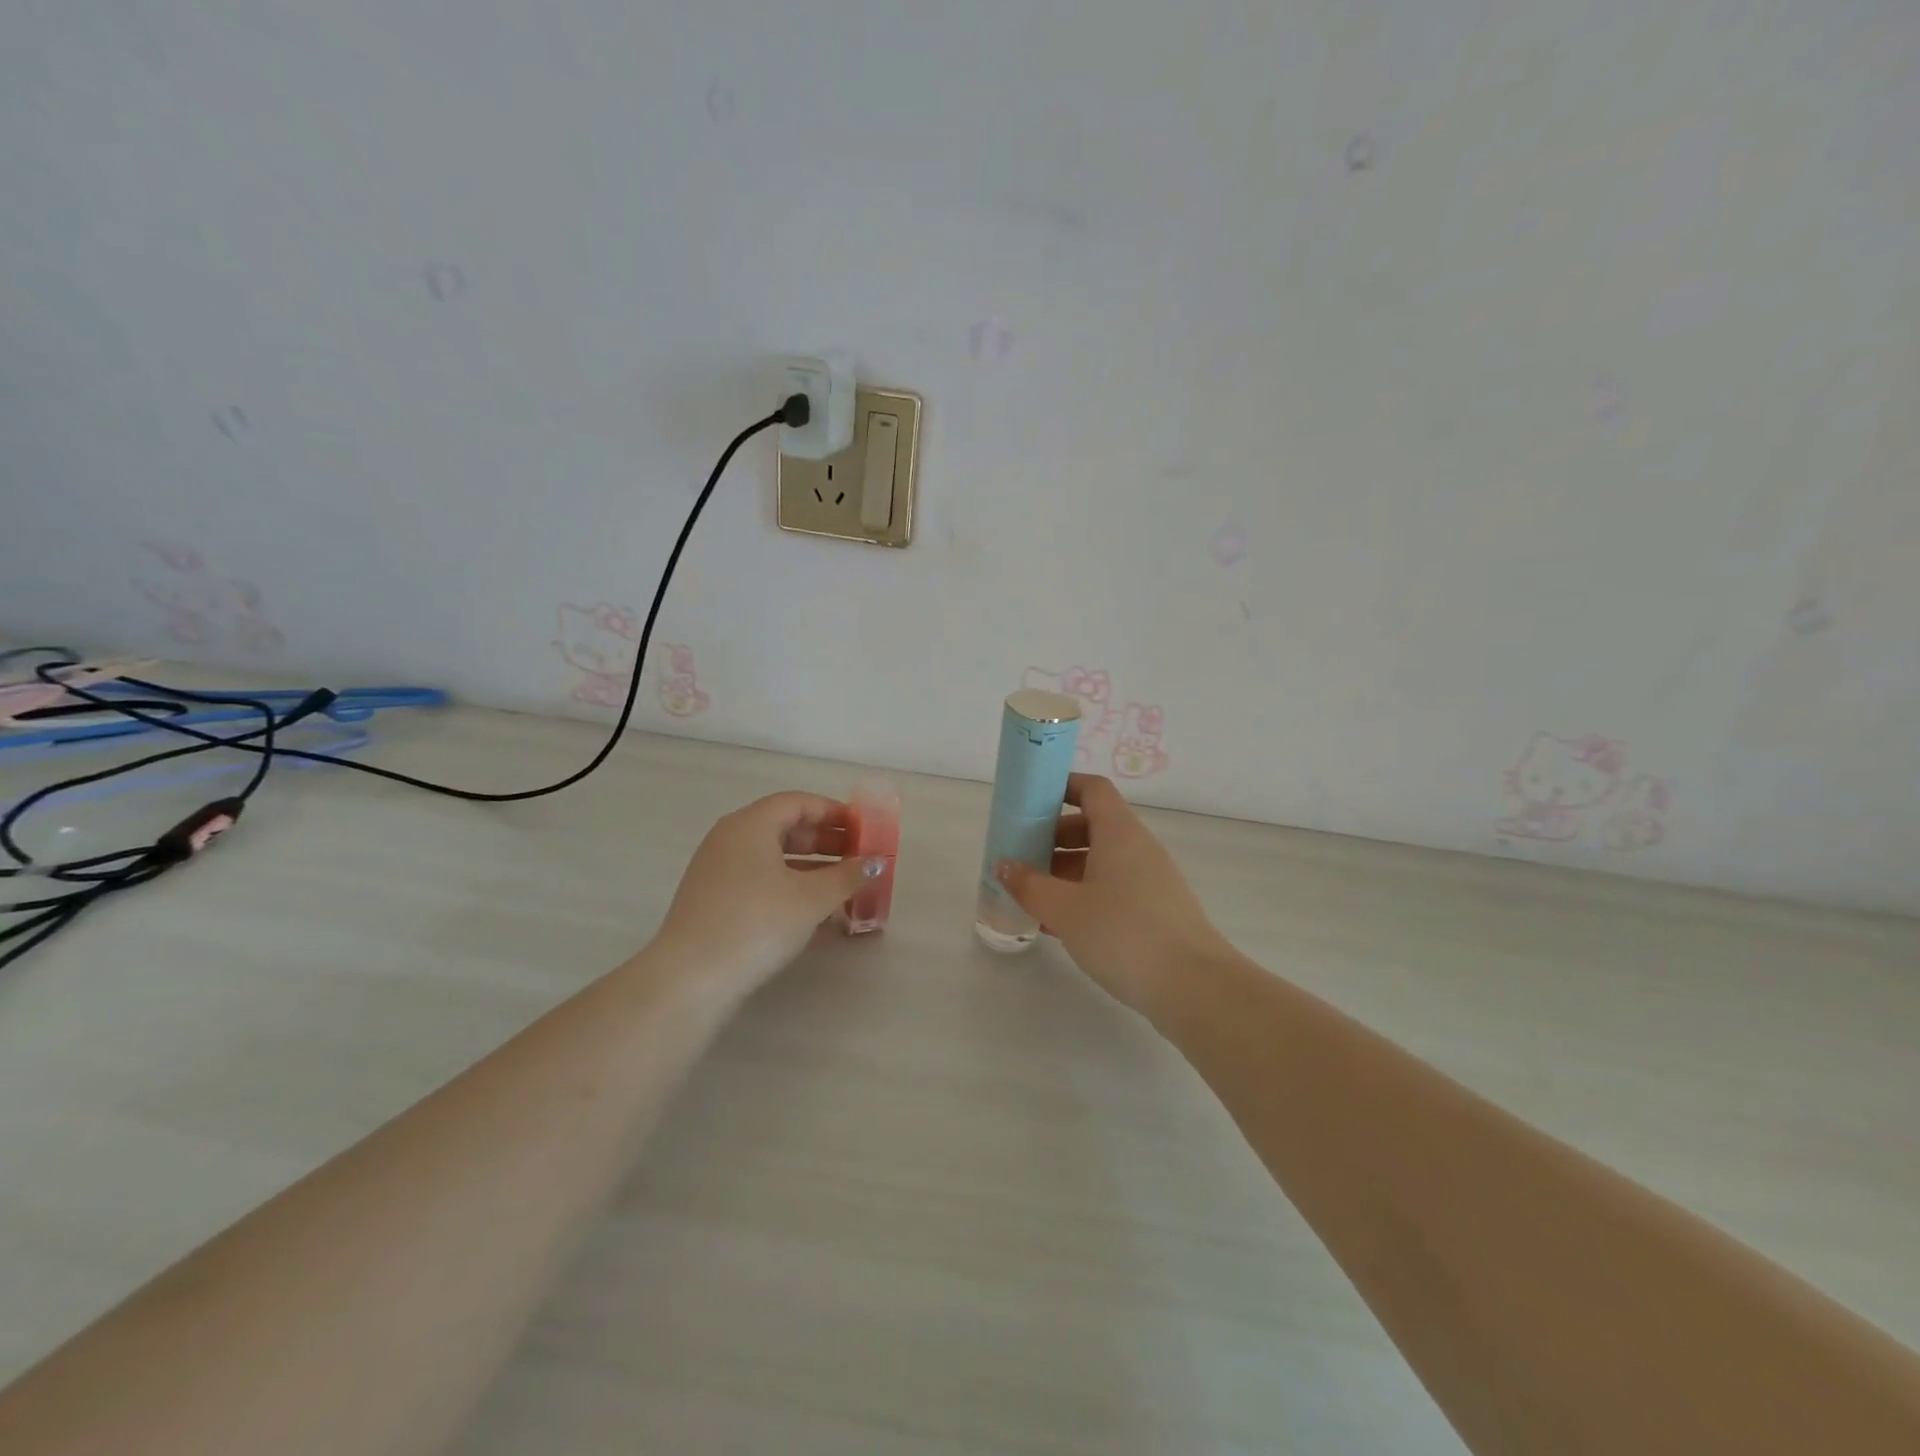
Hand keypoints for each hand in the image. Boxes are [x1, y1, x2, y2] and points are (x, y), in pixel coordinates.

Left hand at [655, 792, 882, 994]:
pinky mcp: (712, 898)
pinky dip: (788, 883)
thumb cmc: (757, 923)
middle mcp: (730, 838)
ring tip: (842, 884)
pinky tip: (811, 908)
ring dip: (810, 865)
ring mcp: (717, 868)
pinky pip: (758, 877)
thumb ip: (847, 875)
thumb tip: (874, 862)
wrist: (691, 978)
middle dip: (825, 840)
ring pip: (772, 855)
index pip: (798, 803)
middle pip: (784, 826)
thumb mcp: (812, 898)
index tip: (862, 828)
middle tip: (857, 856)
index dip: (833, 812)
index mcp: (751, 824)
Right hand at [997, 774, 1232, 1018]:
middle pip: (1093, 826)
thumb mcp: (1065, 909)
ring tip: (1033, 895)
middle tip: (1022, 857)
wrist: (1194, 987)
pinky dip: (1084, 896)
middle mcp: (1138, 848)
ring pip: (1101, 861)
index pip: (1092, 789)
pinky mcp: (1155, 911)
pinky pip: (1112, 889)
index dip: (1061, 787)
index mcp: (1119, 833)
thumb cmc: (1124, 934)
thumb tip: (1004, 865)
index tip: (1029, 802)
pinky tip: (1059, 925)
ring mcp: (1150, 880)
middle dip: (1053, 837)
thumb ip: (1029, 885)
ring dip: (1065, 871)